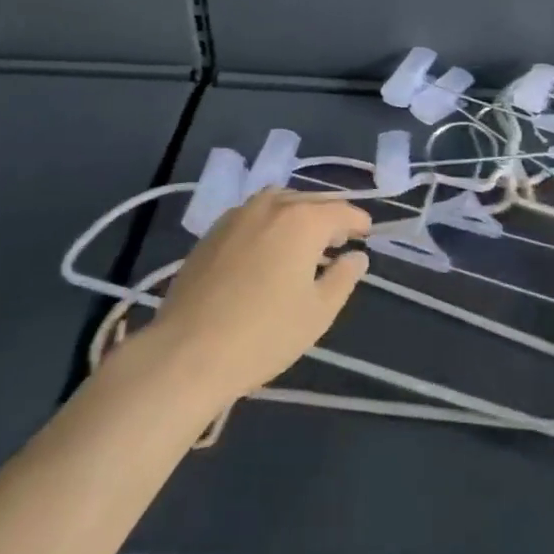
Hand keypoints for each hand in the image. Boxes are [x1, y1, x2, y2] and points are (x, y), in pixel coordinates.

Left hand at [145, 189, 370, 405]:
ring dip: (295, 214)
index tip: (366, 233)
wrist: (187, 353)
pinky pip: (251, 215)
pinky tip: (264, 250)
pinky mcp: (211, 232)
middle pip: (309, 201)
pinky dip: (267, 223)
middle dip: (327, 216)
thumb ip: (343, 278)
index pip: (340, 211)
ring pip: (277, 202)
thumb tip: (357, 257)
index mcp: (303, 219)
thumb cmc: (263, 334)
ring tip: (301, 242)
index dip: (357, 221)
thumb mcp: (318, 313)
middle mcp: (271, 205)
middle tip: (337, 240)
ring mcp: (237, 215)